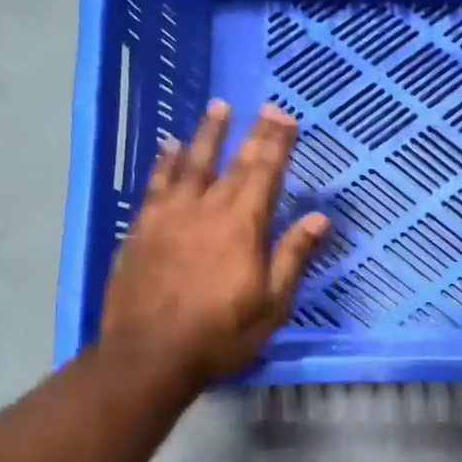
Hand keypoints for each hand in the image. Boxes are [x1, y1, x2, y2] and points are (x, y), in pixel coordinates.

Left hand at [101, 100, 329, 386]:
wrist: (148, 356)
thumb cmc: (220, 334)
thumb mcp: (272, 303)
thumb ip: (293, 255)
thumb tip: (320, 217)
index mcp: (242, 226)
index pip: (265, 174)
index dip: (277, 143)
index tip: (285, 116)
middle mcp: (206, 210)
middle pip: (233, 163)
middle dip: (252, 132)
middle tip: (264, 106)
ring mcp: (169, 217)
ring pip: (191, 164)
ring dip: (206, 135)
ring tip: (217, 107)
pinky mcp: (141, 229)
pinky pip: (155, 185)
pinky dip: (163, 163)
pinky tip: (167, 147)